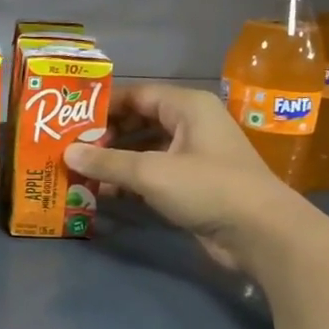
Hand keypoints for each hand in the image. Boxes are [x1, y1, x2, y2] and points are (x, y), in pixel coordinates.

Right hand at [64, 83, 303, 270]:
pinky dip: (131, 182)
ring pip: (146, 151)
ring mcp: (194, 157)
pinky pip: (154, 175)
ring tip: (80, 172)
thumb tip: (67, 153)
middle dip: (106, 136)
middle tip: (71, 149)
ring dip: (116, 162)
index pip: (137, 95)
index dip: (104, 106)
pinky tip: (105, 194)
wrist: (261, 233)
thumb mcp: (151, 172)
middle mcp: (191, 125)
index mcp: (187, 107)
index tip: (70, 119)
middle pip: (140, 122)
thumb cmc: (207, 187)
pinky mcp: (194, 186)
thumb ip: (107, 162)